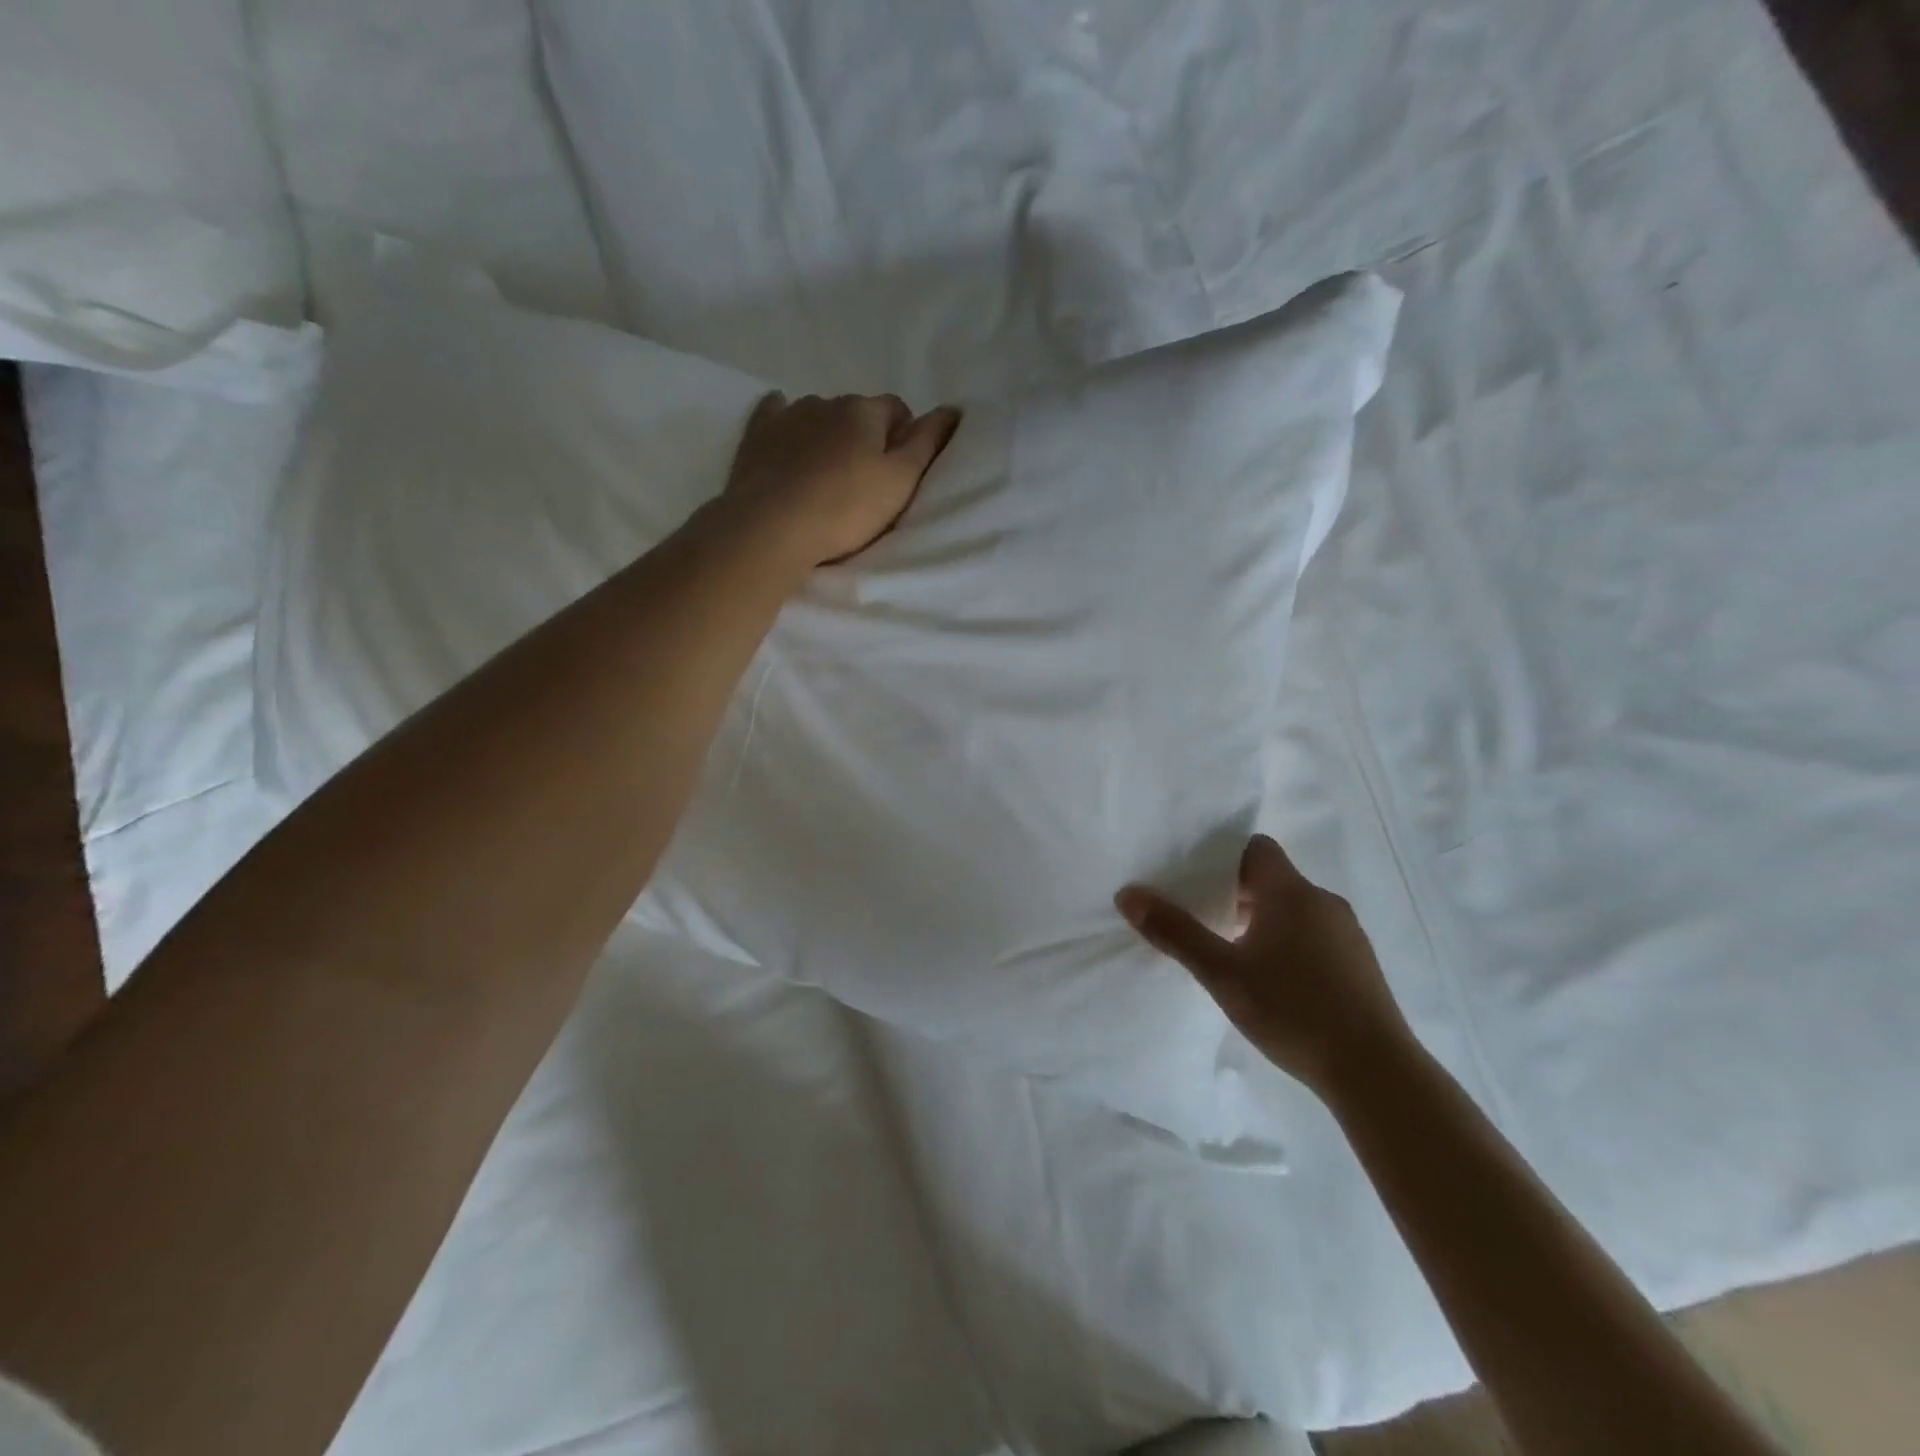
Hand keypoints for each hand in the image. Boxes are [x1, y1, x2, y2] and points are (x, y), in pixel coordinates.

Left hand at [722, 391, 962, 567]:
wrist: (772, 527)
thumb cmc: (845, 508)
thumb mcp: (901, 481)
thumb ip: (928, 443)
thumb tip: (952, 409)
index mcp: (864, 411)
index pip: (896, 410)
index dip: (903, 437)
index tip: (899, 472)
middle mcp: (826, 401)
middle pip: (856, 414)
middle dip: (864, 438)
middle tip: (864, 482)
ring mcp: (788, 415)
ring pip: (818, 416)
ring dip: (827, 436)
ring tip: (826, 475)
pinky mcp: (756, 435)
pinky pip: (775, 415)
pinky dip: (785, 422)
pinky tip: (785, 434)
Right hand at [1116, 834, 1413, 1096]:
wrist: (1375, 1072)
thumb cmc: (1292, 1009)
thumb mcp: (1222, 973)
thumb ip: (1175, 932)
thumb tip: (1128, 894)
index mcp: (1290, 892)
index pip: (1255, 848)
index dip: (1223, 857)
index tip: (1195, 879)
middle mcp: (1323, 902)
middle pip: (1272, 879)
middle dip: (1234, 894)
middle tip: (1200, 917)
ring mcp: (1347, 933)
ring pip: (1294, 909)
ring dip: (1261, 921)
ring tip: (1231, 953)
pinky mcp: (1360, 964)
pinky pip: (1314, 935)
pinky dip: (1287, 943)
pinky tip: (1272, 981)